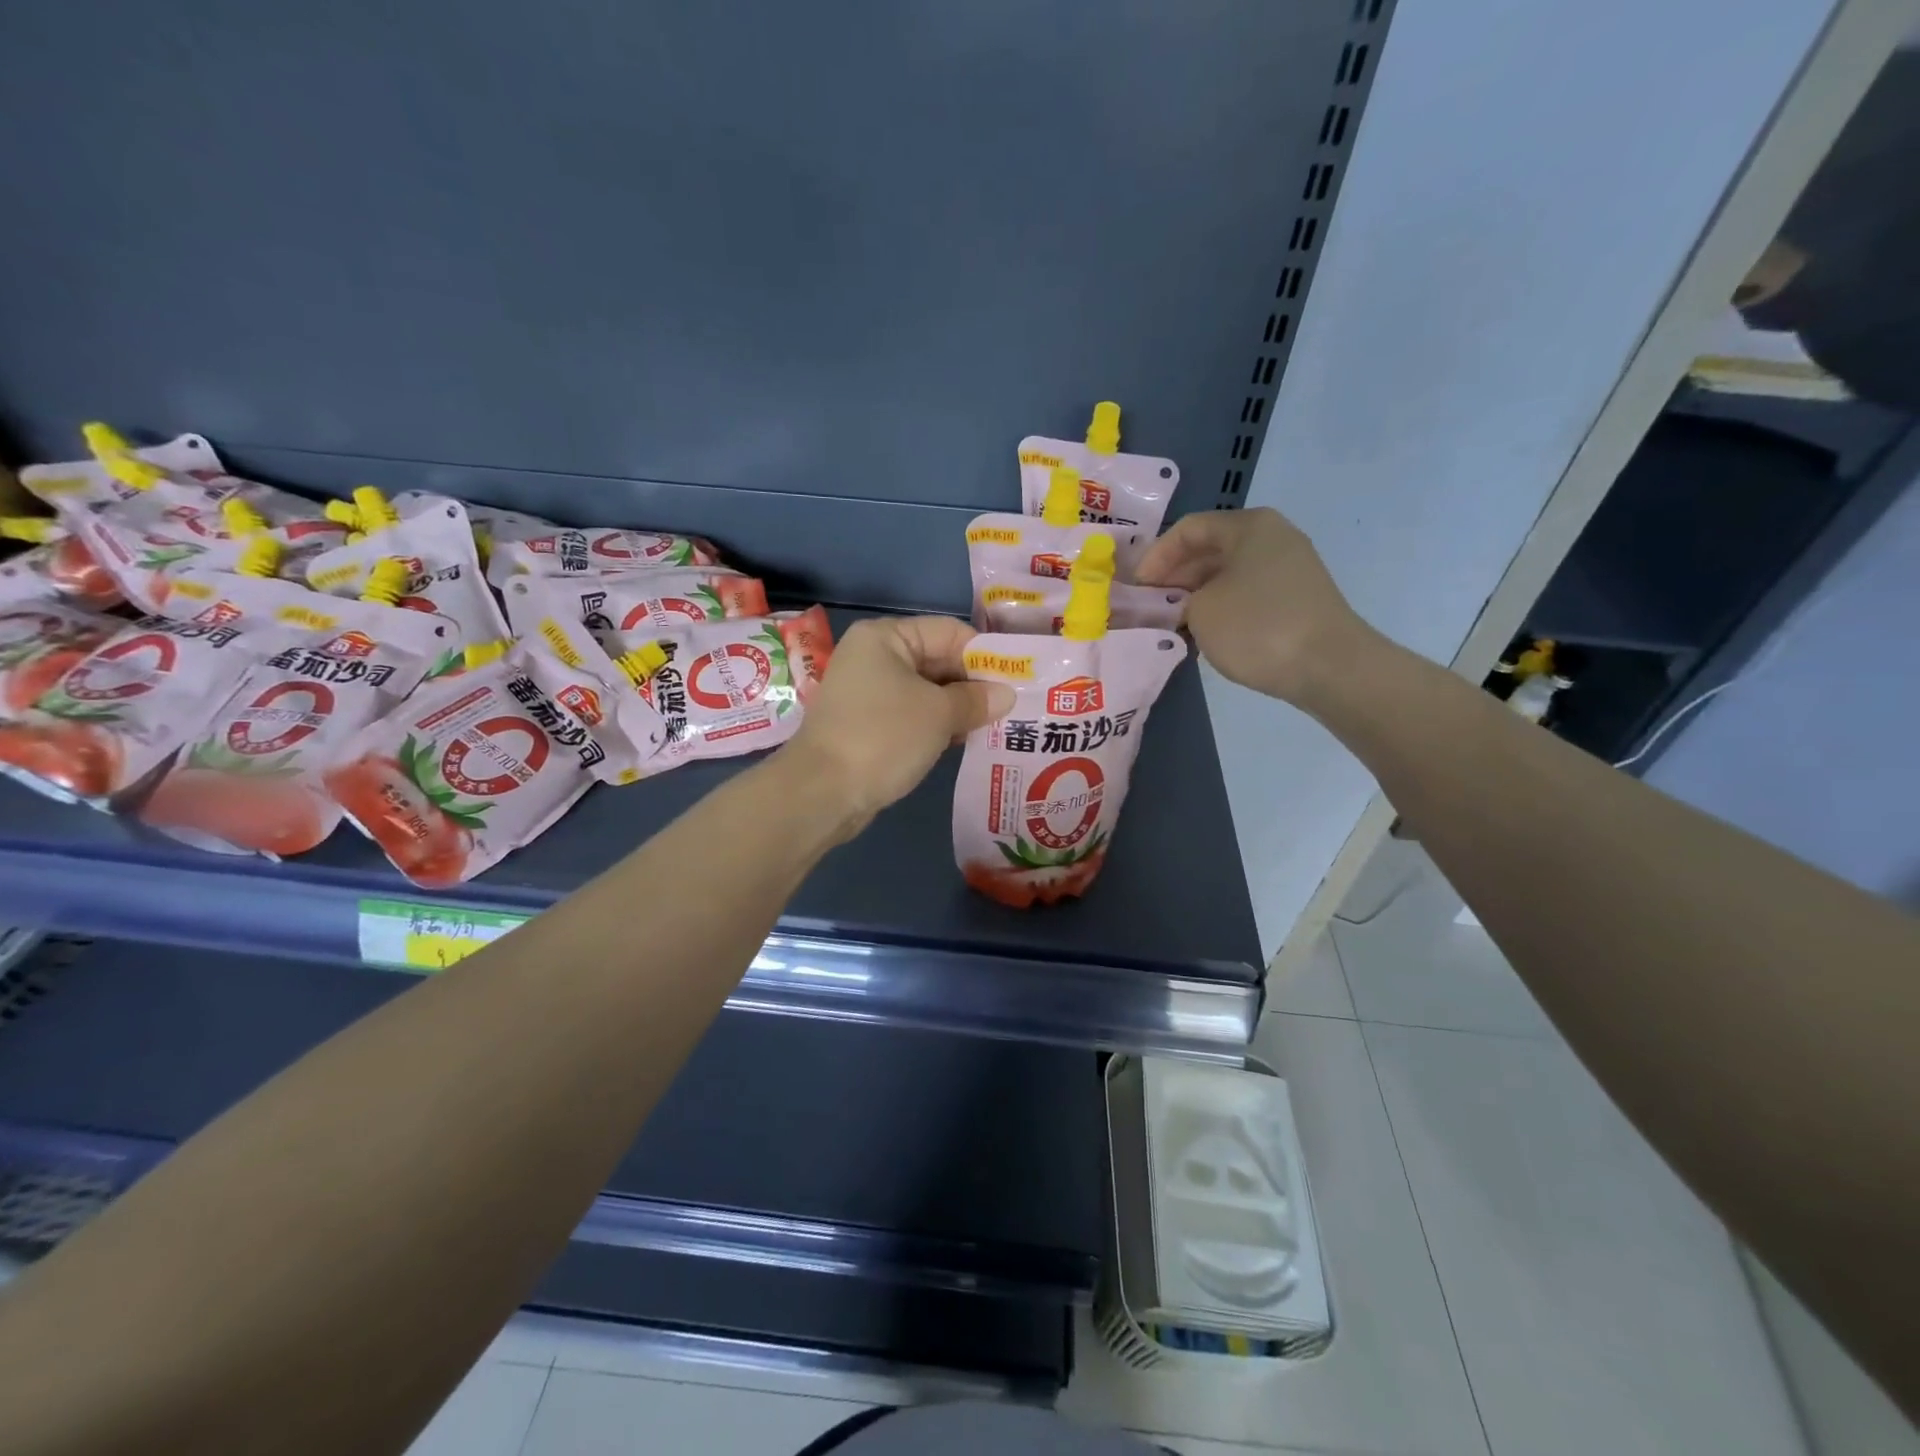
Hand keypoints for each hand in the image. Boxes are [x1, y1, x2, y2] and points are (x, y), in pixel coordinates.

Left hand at [782, 616, 1014, 835]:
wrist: (822, 792)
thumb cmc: (883, 737)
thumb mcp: (938, 714)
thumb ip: (976, 700)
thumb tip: (1006, 694)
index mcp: (886, 637)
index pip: (950, 632)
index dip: (985, 656)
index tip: (1017, 681)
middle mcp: (874, 656)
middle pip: (937, 660)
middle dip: (974, 684)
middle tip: (1013, 708)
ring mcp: (867, 692)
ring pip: (926, 690)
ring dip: (958, 707)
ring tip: (996, 726)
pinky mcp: (867, 724)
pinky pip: (911, 714)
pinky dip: (936, 724)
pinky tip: (963, 741)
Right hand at [1136, 507, 1374, 705]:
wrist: (1330, 666)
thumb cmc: (1257, 627)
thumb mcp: (1200, 610)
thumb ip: (1178, 600)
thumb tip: (1180, 605)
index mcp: (1249, 526)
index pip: (1188, 529)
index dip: (1156, 556)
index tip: (1136, 589)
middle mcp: (1272, 538)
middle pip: (1209, 550)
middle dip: (1174, 577)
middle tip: (1148, 606)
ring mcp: (1289, 568)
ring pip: (1227, 574)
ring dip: (1195, 596)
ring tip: (1170, 623)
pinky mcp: (1296, 599)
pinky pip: (1246, 594)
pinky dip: (1220, 608)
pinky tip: (1203, 634)